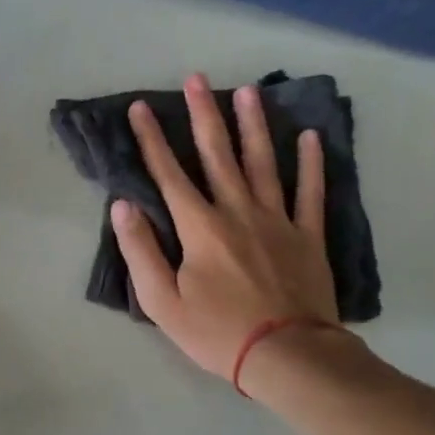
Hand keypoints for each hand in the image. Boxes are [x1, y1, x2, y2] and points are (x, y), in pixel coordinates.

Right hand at [111, 74, 340, 385]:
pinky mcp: (308, 236)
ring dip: (253, 125)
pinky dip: (311, 163)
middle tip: (197, 79)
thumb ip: (141, 251)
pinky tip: (309, 136)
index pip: (168, 175)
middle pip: (217, 155)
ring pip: (263, 163)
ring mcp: (277, 220)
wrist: (286, 355)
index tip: (141, 108)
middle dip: (203, 114)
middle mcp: (237, 212)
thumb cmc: (216, 333)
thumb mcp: (162, 302)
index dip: (152, 139)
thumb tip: (124, 206)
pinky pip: (310, 192)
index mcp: (200, 227)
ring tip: (247, 91)